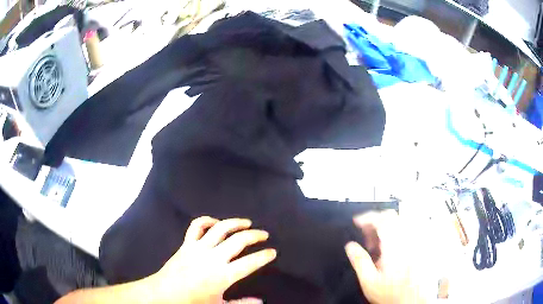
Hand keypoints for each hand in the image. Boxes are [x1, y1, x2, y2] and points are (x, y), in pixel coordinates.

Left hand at [148, 216, 276, 303]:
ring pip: (220, 228)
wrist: (164, 293)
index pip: (250, 263)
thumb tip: (261, 301)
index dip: (264, 256)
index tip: (272, 252)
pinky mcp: (186, 243)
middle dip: (255, 235)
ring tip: (247, 222)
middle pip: (238, 241)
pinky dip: (207, 220)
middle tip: (264, 234)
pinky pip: (196, 226)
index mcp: (222, 275)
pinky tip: (216, 222)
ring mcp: (198, 248)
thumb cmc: (192, 302)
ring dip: (235, 223)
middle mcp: (213, 258)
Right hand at [345, 211, 426, 303]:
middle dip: (376, 221)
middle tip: (365, 234)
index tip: (357, 221)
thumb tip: (350, 246)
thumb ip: (360, 261)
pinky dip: (396, 232)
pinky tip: (391, 246)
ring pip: (401, 221)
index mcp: (394, 246)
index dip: (367, 217)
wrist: (412, 301)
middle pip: (392, 217)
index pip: (382, 220)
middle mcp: (407, 240)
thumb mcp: (369, 281)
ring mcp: (415, 242)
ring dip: (386, 226)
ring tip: (377, 242)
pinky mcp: (419, 247)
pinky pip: (409, 230)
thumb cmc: (391, 294)